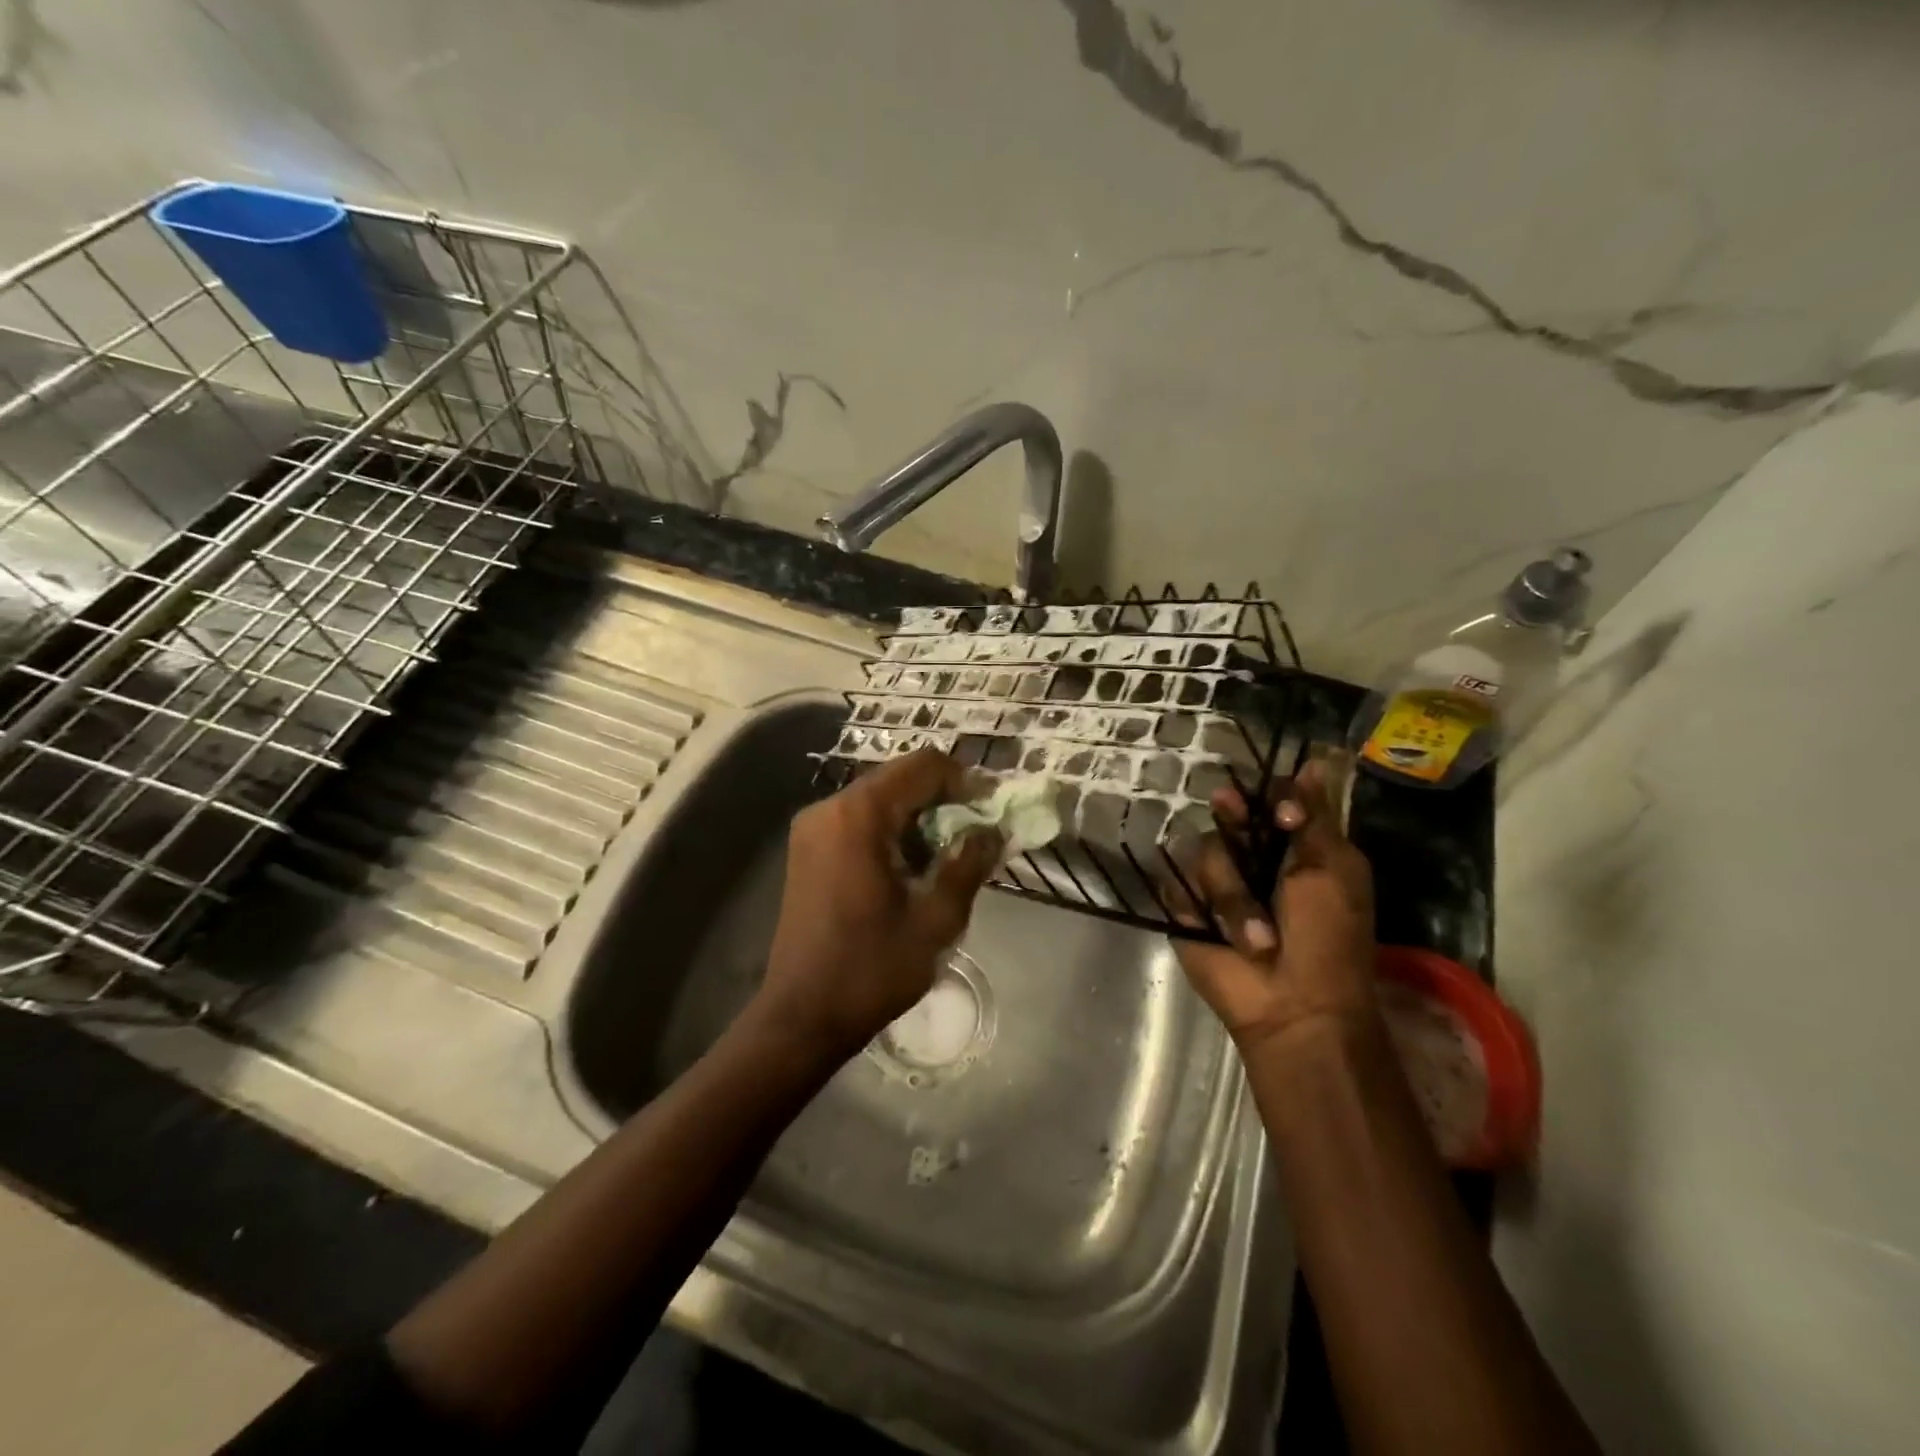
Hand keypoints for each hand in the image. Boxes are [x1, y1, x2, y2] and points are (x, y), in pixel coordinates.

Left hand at [752, 748, 998, 1062]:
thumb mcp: (936, 920)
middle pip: (899, 779)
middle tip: (976, 835)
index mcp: (859, 815)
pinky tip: (911, 867)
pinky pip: (859, 820)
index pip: (923, 766)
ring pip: (880, 800)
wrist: (802, 1016)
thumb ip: (968, 864)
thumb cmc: (871, 969)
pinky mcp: (807, 849)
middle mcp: (830, 808)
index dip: (964, 779)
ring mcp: (813, 828)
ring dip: (918, 817)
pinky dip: (891, 831)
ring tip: (948, 856)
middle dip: (943, 799)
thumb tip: (993, 831)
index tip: (991, 809)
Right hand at [1174, 758, 1376, 1054]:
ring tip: (1256, 939)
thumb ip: (1316, 818)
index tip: (1281, 812)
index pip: (1269, 802)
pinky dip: (1197, 910)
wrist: (1294, 1004)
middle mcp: (1252, 860)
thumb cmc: (1328, 938)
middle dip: (1231, 815)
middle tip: (1231, 813)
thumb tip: (1314, 763)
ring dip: (1233, 898)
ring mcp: (1216, 885)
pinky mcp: (1187, 910)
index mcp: (1292, 848)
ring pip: (1204, 854)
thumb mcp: (1335, 870)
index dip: (1270, 797)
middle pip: (1228, 816)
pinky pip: (1177, 886)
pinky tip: (1214, 933)